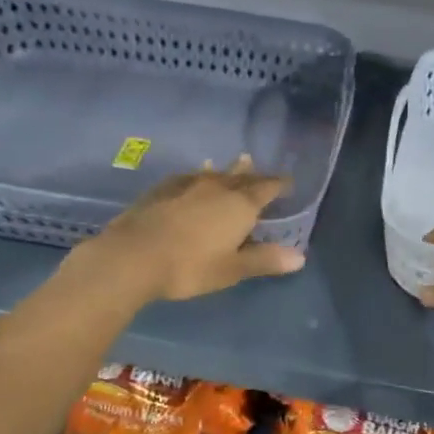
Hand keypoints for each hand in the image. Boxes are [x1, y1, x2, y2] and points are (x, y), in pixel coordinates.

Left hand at [75, 157, 305, 302]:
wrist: (132, 257)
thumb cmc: (189, 267)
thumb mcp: (231, 269)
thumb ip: (264, 260)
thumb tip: (300, 256)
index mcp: (239, 205)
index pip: (266, 188)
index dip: (279, 184)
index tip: (288, 182)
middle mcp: (216, 188)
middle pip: (241, 177)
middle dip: (254, 175)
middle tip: (261, 172)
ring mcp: (186, 185)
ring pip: (214, 174)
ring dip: (227, 171)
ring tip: (235, 164)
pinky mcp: (161, 189)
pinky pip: (188, 177)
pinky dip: (198, 176)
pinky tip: (193, 178)